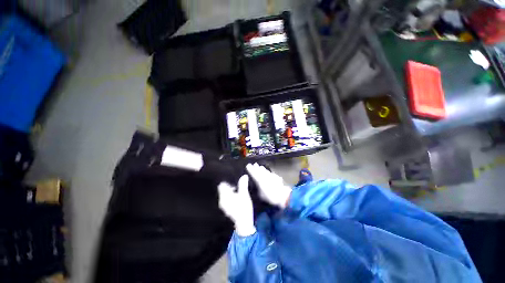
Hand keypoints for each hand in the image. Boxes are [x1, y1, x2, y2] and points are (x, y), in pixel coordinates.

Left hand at [218, 175, 255, 236]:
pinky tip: (237, 202)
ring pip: (224, 197)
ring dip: (230, 194)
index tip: (234, 184)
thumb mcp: (245, 195)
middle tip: (237, 188)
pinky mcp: (225, 211)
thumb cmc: (243, 208)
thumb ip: (243, 185)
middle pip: (222, 191)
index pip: (221, 185)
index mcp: (224, 195)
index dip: (227, 183)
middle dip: (229, 188)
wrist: (243, 223)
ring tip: (238, 194)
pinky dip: (230, 200)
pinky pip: (226, 202)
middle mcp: (221, 200)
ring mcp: (222, 206)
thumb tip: (244, 176)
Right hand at [246, 163, 291, 208]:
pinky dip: (269, 173)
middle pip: (260, 170)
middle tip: (254, 164)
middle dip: (256, 167)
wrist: (283, 196)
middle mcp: (265, 176)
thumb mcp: (260, 195)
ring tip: (260, 167)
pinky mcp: (277, 178)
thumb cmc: (270, 197)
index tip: (248, 165)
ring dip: (263, 169)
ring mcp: (272, 176)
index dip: (251, 169)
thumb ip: (258, 188)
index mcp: (260, 180)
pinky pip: (271, 174)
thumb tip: (257, 185)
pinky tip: (269, 173)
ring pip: (266, 171)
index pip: (254, 173)